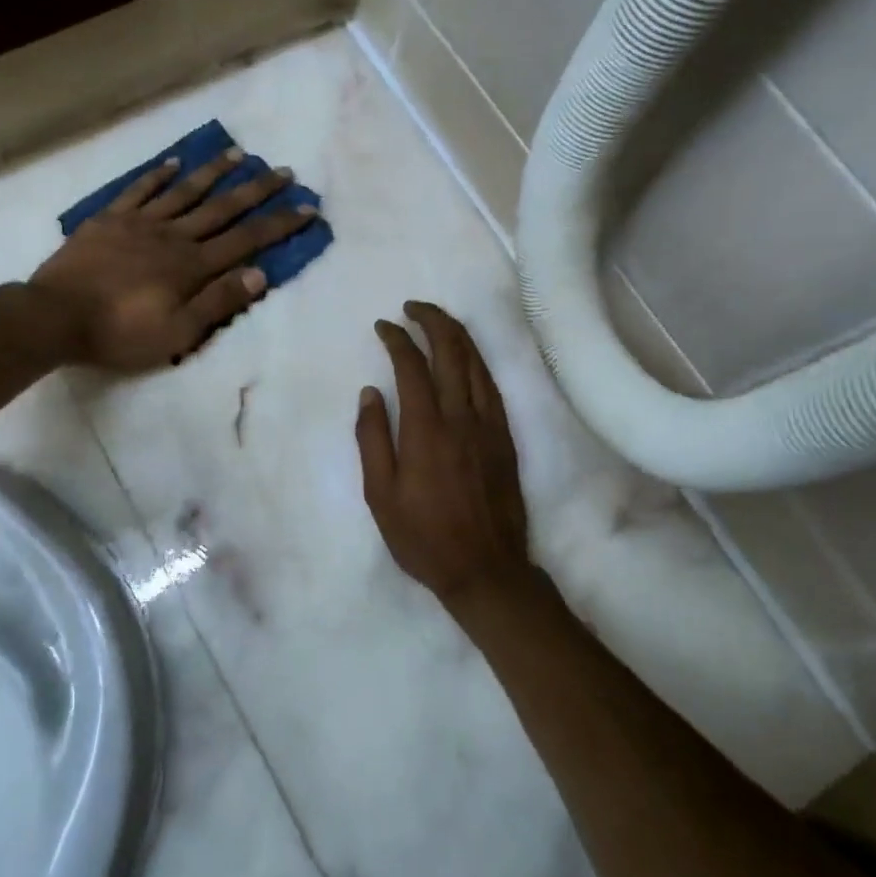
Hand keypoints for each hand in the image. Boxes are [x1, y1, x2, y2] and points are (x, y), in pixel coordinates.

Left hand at [31, 148, 314, 371]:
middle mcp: (173, 236)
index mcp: (193, 266)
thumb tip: (261, 274)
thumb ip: (218, 303)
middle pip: (222, 208)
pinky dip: (159, 175)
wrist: (55, 316)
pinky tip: (174, 162)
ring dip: (214, 172)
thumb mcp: (178, 332)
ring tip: (239, 153)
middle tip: (284, 171)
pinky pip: (140, 190)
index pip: (247, 240)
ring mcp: (140, 223)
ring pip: (185, 191)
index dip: (279, 224)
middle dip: (257, 190)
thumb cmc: (120, 333)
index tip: (307, 207)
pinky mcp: (110, 220)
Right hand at [356, 302, 536, 608]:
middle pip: (451, 351)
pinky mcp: (506, 436)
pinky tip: (467, 357)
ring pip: (476, 363)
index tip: (384, 325)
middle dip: (432, 320)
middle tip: (412, 308)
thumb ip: (372, 439)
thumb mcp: (380, 495)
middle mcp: (461, 417)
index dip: (397, 339)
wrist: (486, 568)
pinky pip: (491, 385)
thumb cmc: (423, 537)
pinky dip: (476, 361)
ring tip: (438, 320)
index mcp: (425, 430)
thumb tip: (370, 392)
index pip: (412, 367)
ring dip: (457, 334)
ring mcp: (489, 425)